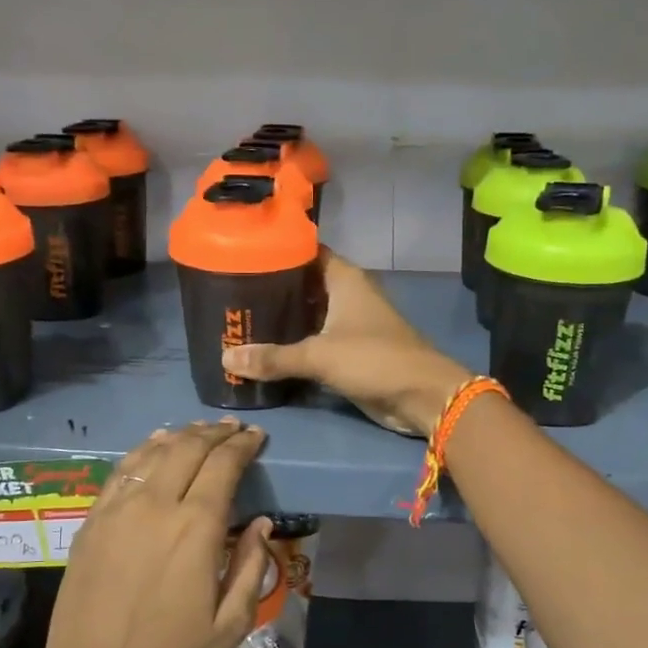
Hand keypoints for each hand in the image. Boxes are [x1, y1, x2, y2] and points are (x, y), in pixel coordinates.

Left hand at [41, 422, 271, 647]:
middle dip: (216, 433)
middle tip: (233, 429)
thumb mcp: (230, 626)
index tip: (257, 436)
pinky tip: (154, 444)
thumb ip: (252, 567)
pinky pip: (121, 470)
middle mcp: (157, 506)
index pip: (224, 465)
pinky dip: (143, 450)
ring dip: (181, 435)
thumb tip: (261, 523)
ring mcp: (119, 510)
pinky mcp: (92, 520)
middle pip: (189, 448)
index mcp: (196, 529)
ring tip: (200, 431)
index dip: (243, 445)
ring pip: (154, 453)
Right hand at [222, 250, 471, 435]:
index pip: (305, 252)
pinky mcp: (350, 351)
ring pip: (308, 314)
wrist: (422, 396)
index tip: (240, 256)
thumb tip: (225, 357)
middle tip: (230, 294)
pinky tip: (265, 350)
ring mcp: (350, 323)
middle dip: (271, 290)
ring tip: (240, 320)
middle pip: (302, 284)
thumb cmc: (374, 359)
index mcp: (344, 278)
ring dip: (281, 320)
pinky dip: (294, 344)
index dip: (275, 251)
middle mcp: (347, 294)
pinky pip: (315, 341)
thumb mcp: (319, 355)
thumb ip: (273, 357)